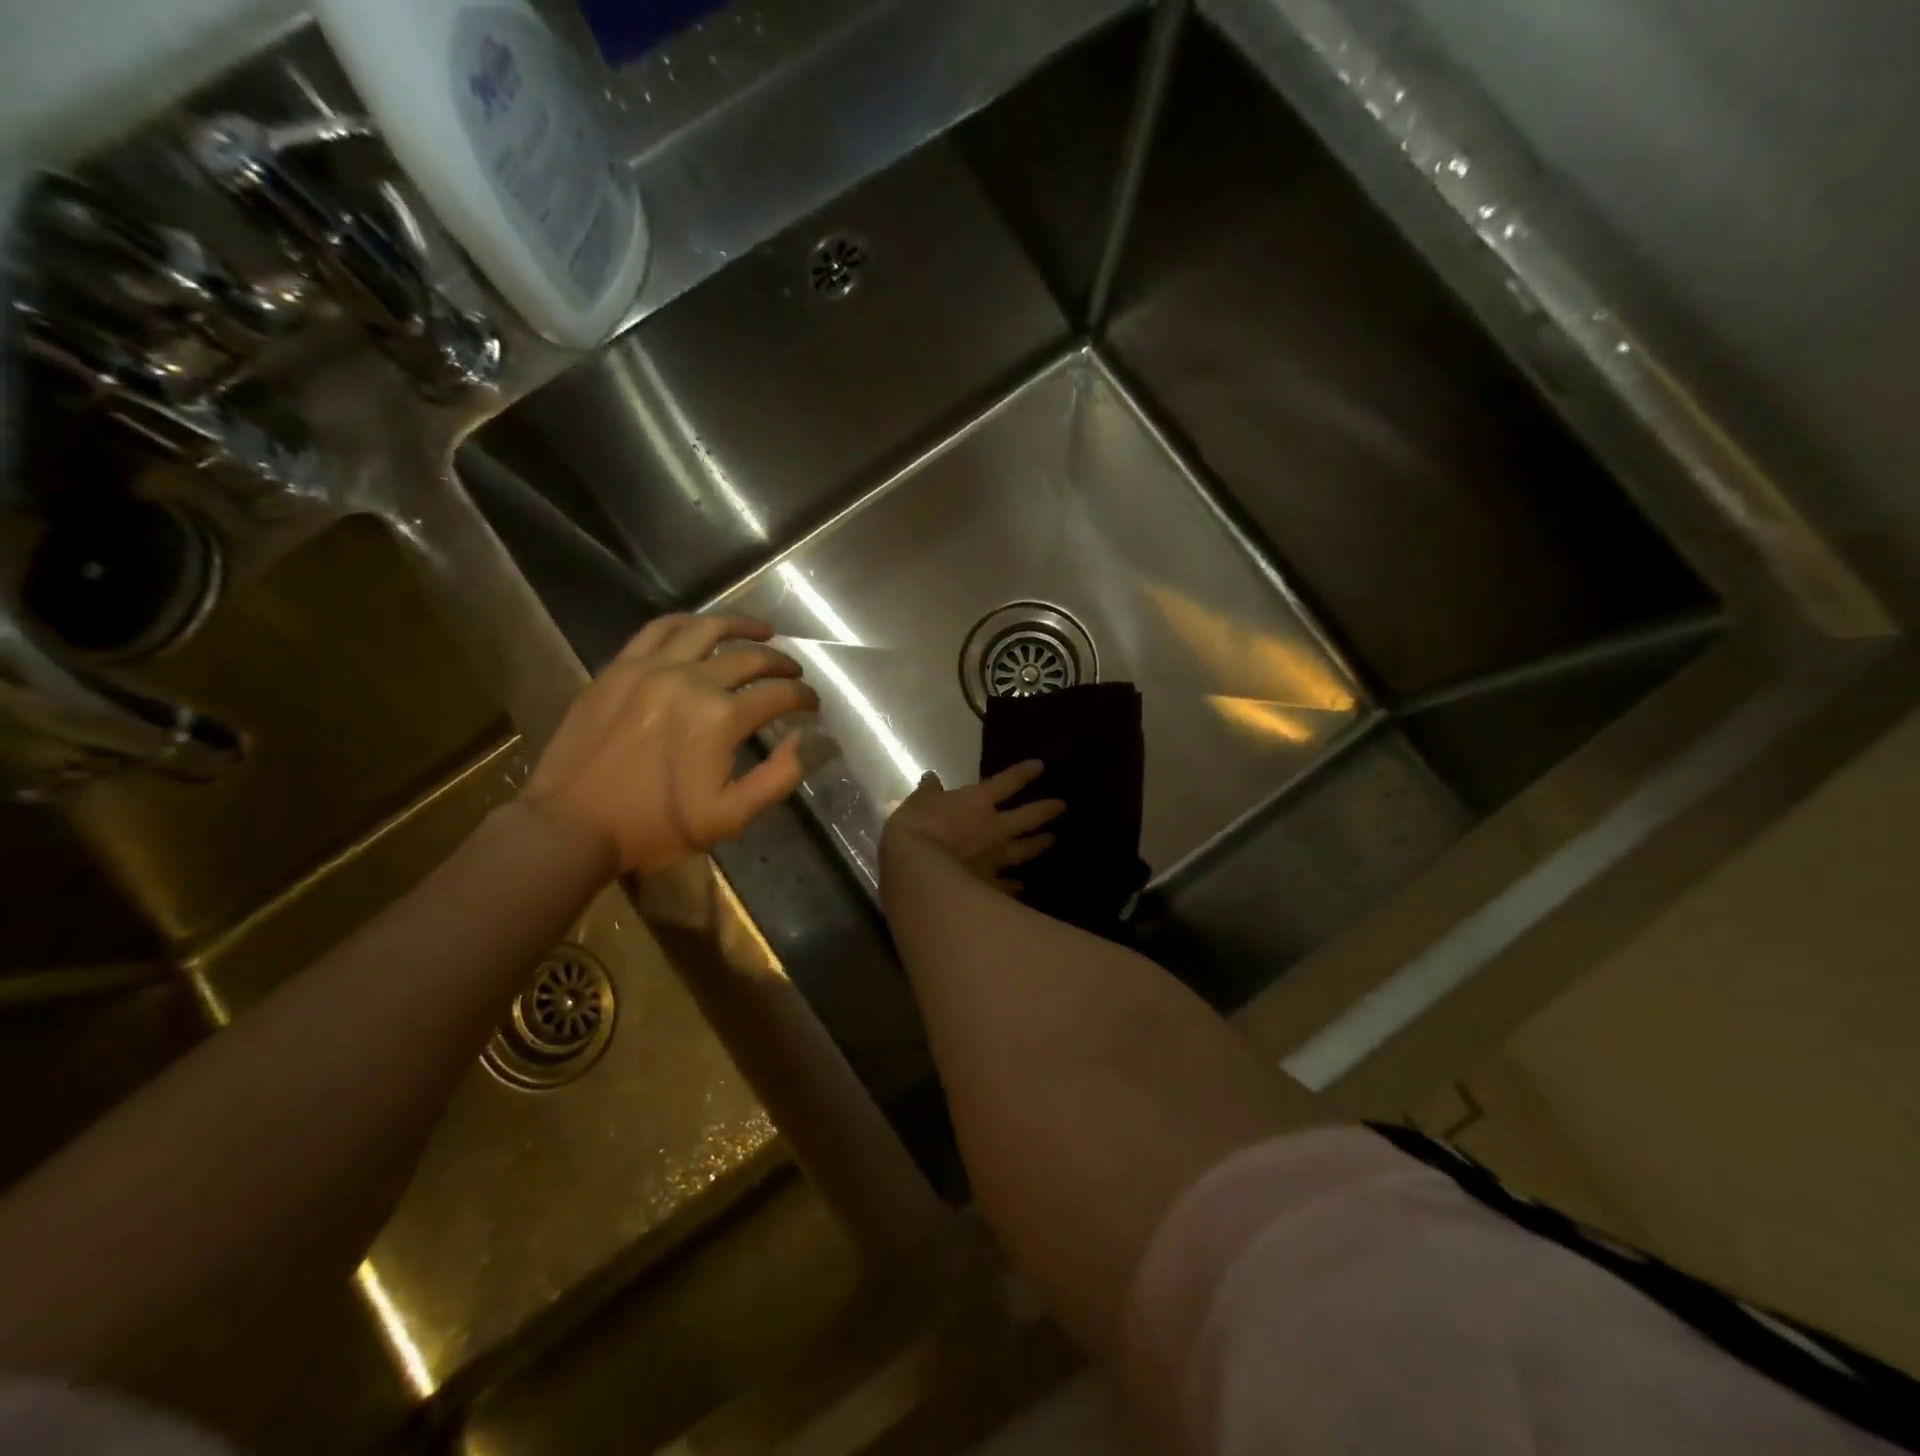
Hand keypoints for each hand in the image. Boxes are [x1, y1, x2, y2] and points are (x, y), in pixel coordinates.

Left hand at [525, 614, 817, 875]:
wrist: (573, 825)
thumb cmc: (655, 827)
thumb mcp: (730, 817)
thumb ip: (777, 778)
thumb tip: (802, 739)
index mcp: (721, 718)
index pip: (778, 696)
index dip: (803, 698)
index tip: (812, 704)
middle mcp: (691, 681)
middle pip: (749, 658)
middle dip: (781, 664)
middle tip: (794, 673)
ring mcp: (650, 668)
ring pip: (706, 629)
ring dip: (741, 627)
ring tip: (762, 631)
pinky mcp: (619, 668)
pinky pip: (658, 630)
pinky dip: (688, 623)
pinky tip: (700, 627)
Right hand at [883, 761, 1065, 892]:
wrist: (919, 871)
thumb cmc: (916, 828)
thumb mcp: (918, 802)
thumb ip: (928, 792)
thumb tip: (931, 778)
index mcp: (978, 802)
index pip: (1007, 782)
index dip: (1024, 773)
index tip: (1040, 766)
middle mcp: (995, 828)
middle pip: (1028, 817)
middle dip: (1046, 810)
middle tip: (1062, 806)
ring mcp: (996, 858)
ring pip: (1025, 850)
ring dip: (1039, 844)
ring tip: (1051, 840)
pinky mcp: (989, 885)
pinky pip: (1008, 885)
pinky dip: (1016, 886)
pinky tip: (1022, 887)